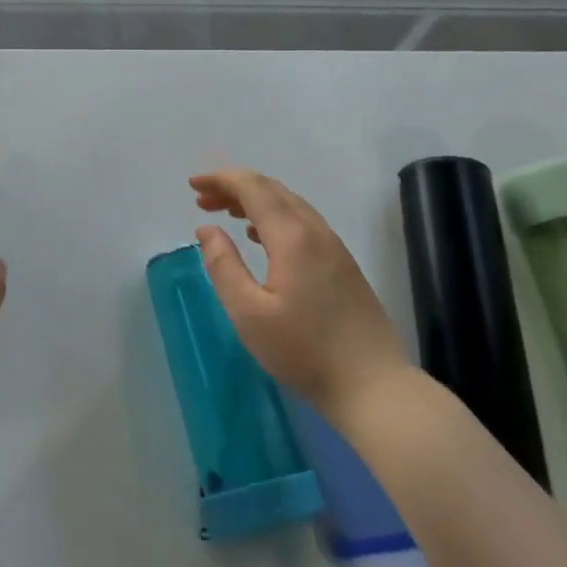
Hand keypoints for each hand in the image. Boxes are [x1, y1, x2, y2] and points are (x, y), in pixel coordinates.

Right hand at [190, 170, 411, 414]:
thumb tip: (207, 228)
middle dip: (234, 186)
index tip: (192, 185)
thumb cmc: (304, 351)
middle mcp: (316, 232)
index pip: (253, 188)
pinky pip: (303, 222)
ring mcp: (334, 247)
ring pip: (290, 204)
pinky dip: (274, 216)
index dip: (221, 179)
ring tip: (226, 214)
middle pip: (272, 190)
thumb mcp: (249, 314)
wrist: (374, 387)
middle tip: (202, 200)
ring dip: (255, 200)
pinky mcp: (343, 265)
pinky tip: (260, 237)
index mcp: (292, 237)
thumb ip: (223, 266)